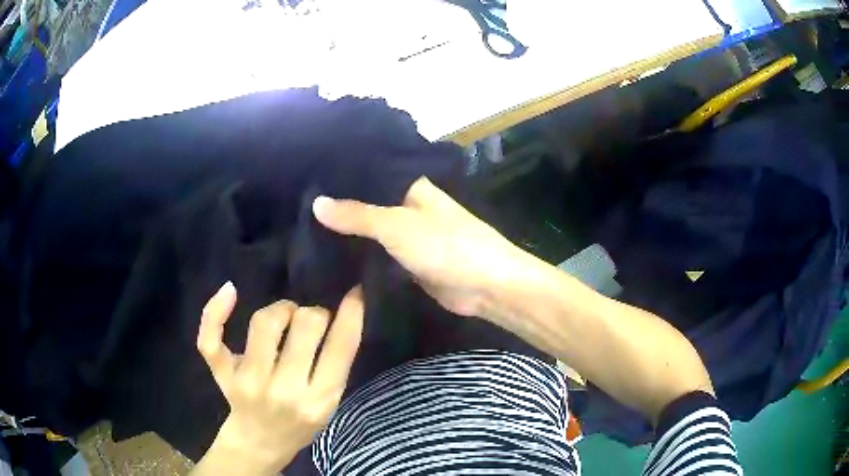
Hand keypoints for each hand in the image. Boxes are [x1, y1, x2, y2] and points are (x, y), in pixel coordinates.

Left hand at [193, 282, 363, 474]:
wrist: (260, 444)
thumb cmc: (300, 425)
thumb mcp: (329, 404)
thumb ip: (334, 366)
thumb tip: (341, 312)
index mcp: (319, 400)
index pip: (341, 348)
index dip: (351, 313)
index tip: (355, 292)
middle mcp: (285, 390)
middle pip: (305, 325)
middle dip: (313, 313)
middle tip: (311, 321)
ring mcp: (250, 382)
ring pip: (265, 322)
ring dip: (281, 309)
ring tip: (285, 316)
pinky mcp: (224, 375)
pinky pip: (212, 338)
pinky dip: (216, 310)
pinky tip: (230, 291)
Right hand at [312, 177, 529, 317]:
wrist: (485, 286)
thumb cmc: (446, 245)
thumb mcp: (398, 226)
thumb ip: (357, 215)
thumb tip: (316, 203)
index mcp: (410, 186)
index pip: (369, 173)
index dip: (340, 175)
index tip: (306, 176)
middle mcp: (407, 206)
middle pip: (367, 203)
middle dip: (338, 207)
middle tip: (296, 206)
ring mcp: (407, 235)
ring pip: (370, 230)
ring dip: (346, 233)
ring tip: (302, 229)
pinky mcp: (407, 262)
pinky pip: (377, 254)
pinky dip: (358, 255)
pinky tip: (328, 256)